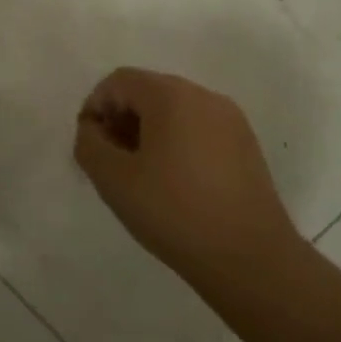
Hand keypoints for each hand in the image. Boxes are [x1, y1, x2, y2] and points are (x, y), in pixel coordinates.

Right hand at [74, 68, 302, 285]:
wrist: (251, 260)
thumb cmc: (174, 212)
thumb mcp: (112, 179)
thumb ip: (89, 144)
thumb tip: (93, 129)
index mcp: (171, 96)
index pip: (119, 81)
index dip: (96, 107)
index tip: (91, 145)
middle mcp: (204, 96)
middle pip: (148, 91)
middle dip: (121, 119)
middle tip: (111, 160)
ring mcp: (231, 121)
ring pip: (174, 111)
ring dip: (147, 132)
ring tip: (140, 174)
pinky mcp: (246, 146)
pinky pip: (198, 129)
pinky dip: (176, 143)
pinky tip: (173, 182)